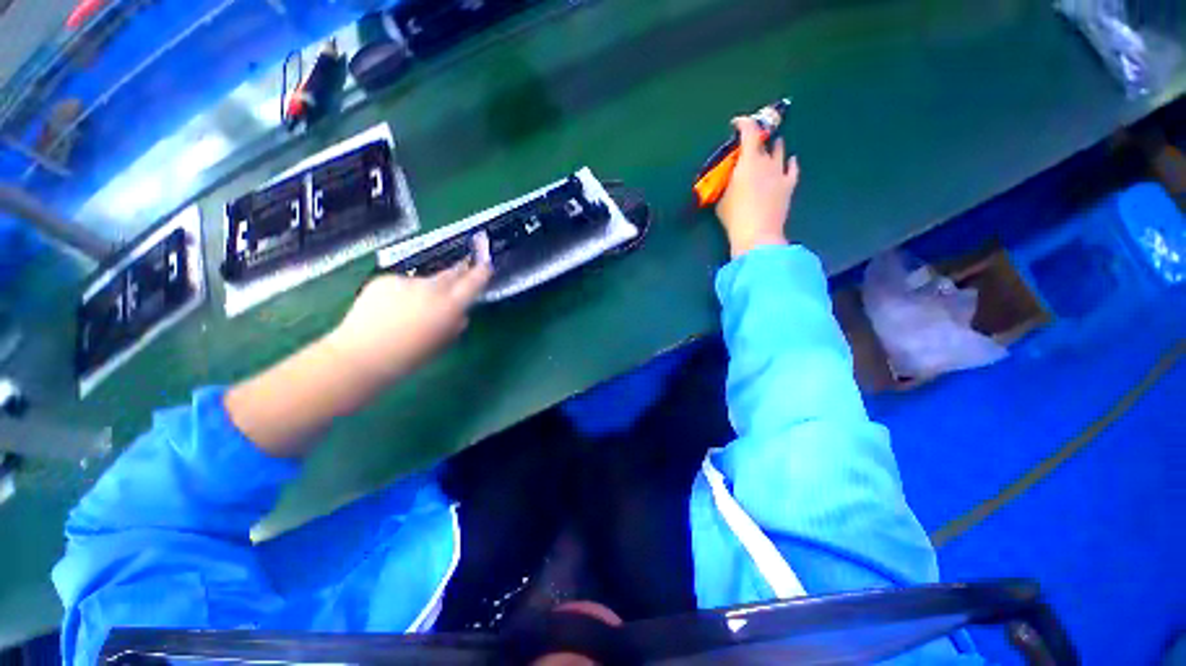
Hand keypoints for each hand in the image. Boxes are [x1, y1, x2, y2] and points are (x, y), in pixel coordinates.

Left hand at [325, 235, 491, 388]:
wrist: (362, 355)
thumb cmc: (408, 357)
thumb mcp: (440, 344)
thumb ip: (454, 326)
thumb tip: (460, 315)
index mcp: (449, 306)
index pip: (472, 283)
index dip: (481, 273)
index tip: (486, 265)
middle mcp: (431, 289)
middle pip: (450, 274)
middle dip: (458, 273)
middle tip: (461, 273)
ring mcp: (407, 282)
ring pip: (424, 281)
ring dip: (426, 289)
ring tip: (411, 309)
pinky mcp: (385, 279)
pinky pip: (402, 283)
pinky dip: (402, 293)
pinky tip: (390, 309)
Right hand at [715, 116, 799, 257]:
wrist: (757, 235)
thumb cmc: (734, 216)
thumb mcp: (720, 198)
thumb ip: (724, 183)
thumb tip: (726, 178)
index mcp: (749, 161)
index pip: (749, 132)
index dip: (743, 123)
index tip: (736, 123)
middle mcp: (767, 161)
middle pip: (764, 141)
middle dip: (756, 138)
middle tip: (749, 142)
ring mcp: (781, 173)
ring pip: (780, 151)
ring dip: (773, 147)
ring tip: (770, 146)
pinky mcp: (789, 187)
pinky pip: (792, 169)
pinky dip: (790, 163)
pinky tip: (791, 161)